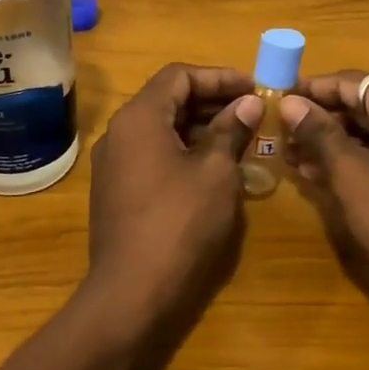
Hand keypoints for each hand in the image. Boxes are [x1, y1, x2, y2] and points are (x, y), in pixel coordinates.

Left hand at [86, 64, 262, 324]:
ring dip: (201, 127)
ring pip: (162, 129)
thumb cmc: (180, 222)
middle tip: (253, 111)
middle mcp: (119, 134)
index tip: (254, 88)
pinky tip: (215, 167)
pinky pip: (154, 155)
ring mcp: (115, 165)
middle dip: (212, 101)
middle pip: (168, 100)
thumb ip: (232, 129)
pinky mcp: (118, 192)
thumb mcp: (216, 171)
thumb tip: (249, 103)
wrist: (132, 293)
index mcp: (139, 118)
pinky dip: (185, 151)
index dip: (219, 77)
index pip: (179, 76)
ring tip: (241, 137)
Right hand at [280, 72, 368, 311]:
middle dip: (326, 122)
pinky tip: (336, 175)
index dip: (313, 89)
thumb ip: (318, 132)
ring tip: (300, 160)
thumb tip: (290, 103)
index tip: (281, 97)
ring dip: (344, 143)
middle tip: (286, 136)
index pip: (352, 82)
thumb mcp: (349, 173)